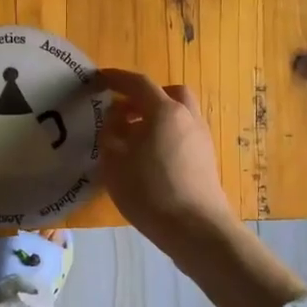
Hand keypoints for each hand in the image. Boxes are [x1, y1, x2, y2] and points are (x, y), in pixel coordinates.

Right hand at [95, 70, 234, 254]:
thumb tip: (116, 121)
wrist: (196, 229)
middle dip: (145, 97)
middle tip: (124, 111)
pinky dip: (167, 135)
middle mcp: (187, 117)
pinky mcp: (207, 159)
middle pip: (168, 94)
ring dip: (157, 117)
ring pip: (179, 114)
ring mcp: (201, 138)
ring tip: (135, 138)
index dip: (117, 78)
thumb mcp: (115, 162)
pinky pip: (184, 134)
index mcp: (164, 111)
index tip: (100, 78)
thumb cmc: (149, 192)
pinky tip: (151, 158)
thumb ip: (111, 134)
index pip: (138, 83)